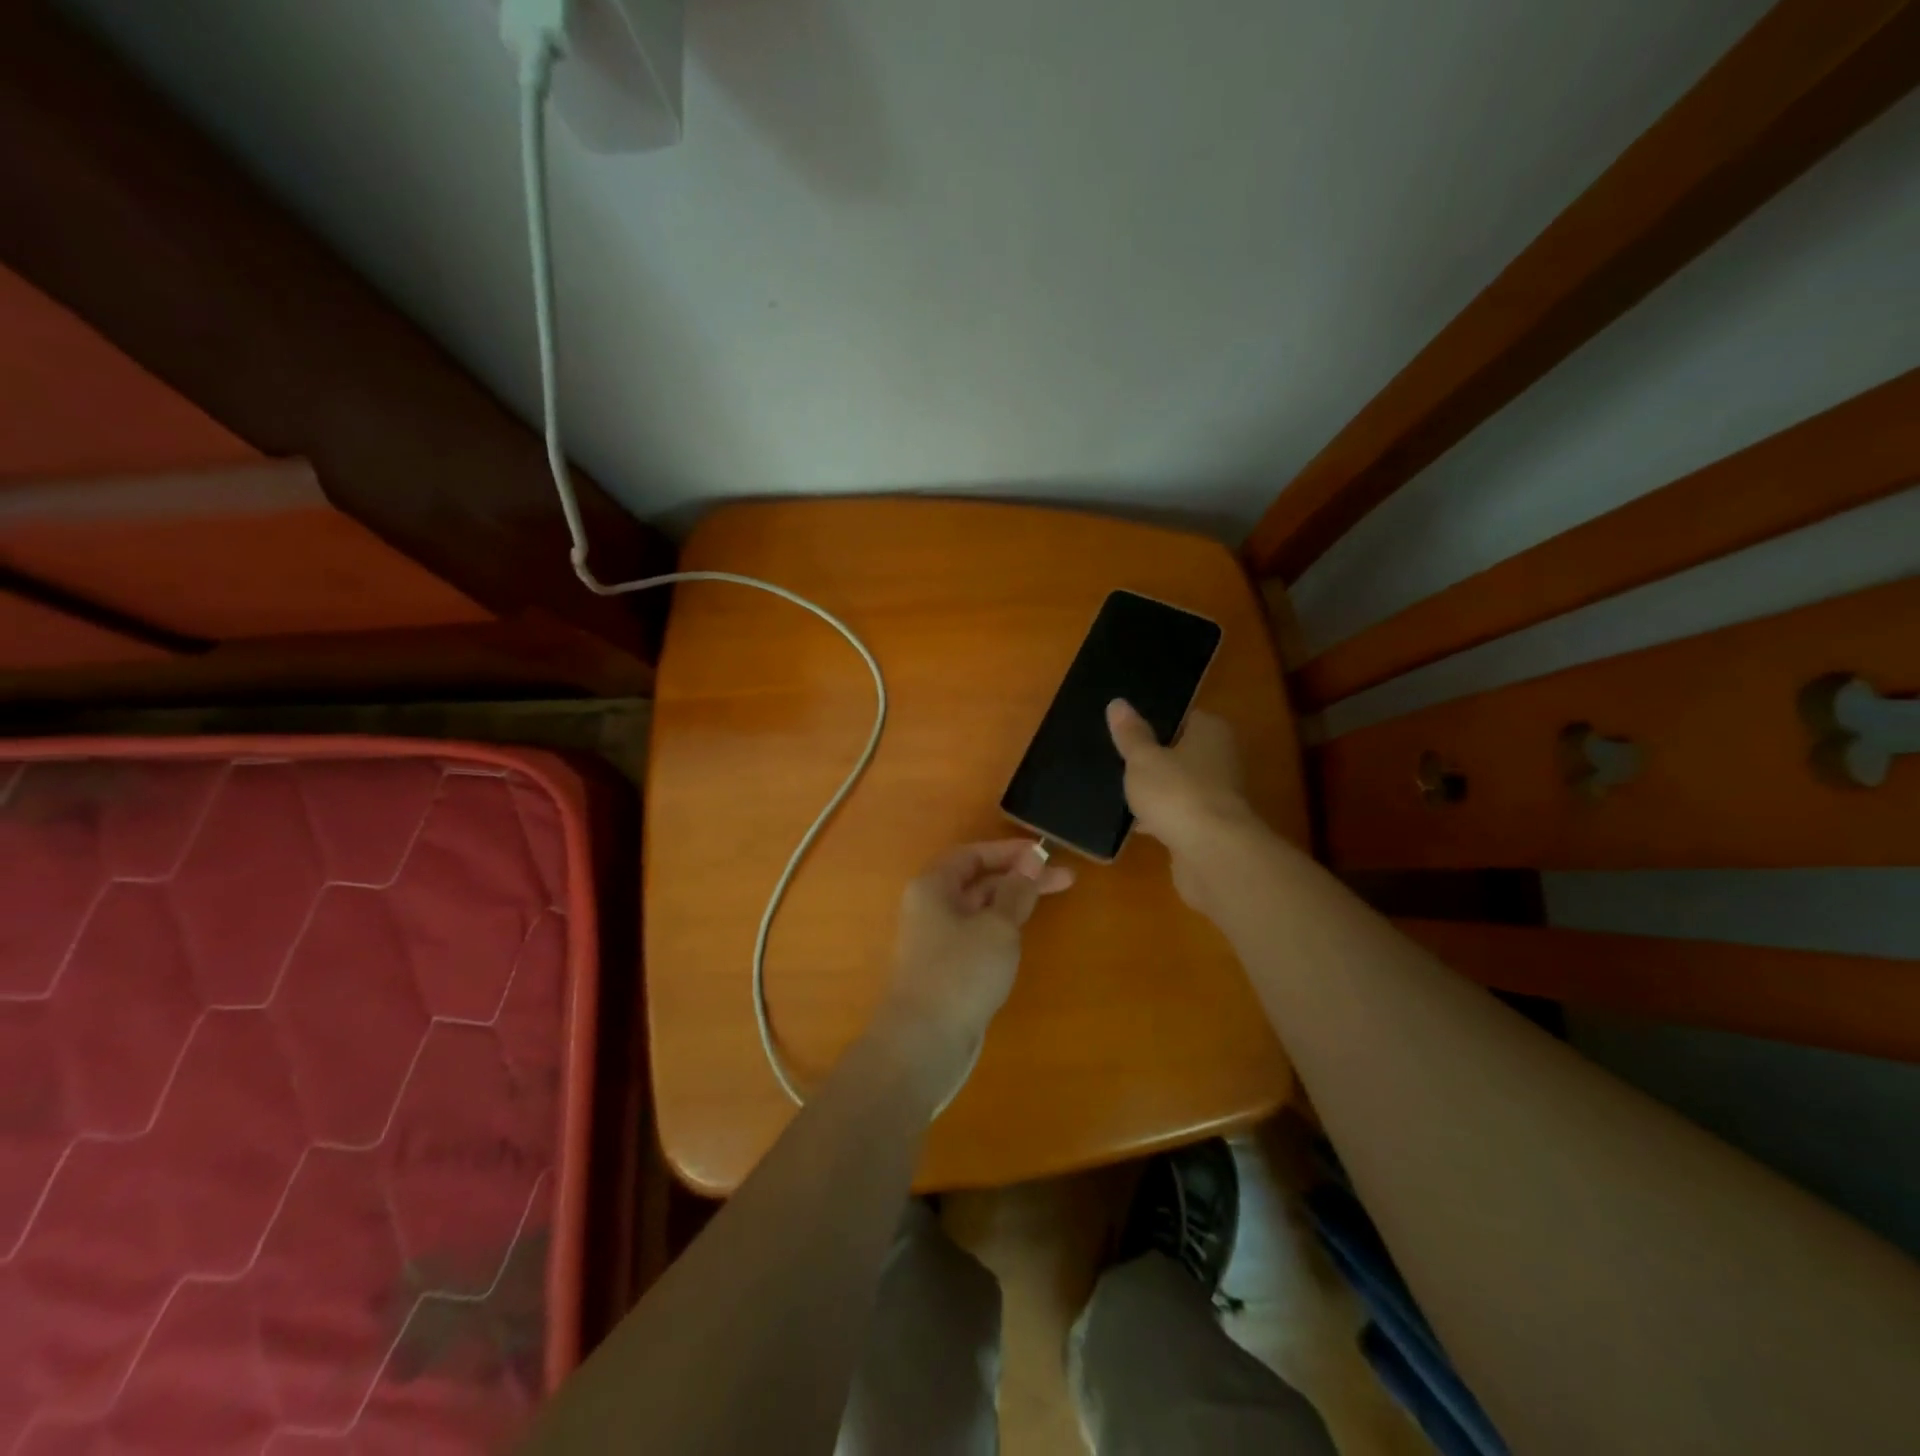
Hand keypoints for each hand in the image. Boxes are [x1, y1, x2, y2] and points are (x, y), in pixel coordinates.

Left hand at [882, 840, 1073, 1058]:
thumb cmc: (961, 973)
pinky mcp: (945, 968)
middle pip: (978, 880)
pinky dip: (1001, 927)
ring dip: (1012, 901)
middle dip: (1019, 876)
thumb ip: (1017, 891)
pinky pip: (977, 934)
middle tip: (1064, 878)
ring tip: (1049, 899)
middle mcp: (930, 907)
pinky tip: (1022, 934)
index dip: (1010, 851)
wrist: (923, 1043)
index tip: (1046, 854)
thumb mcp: (998, 927)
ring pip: (979, 908)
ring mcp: (936, 939)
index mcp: (933, 886)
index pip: (973, 854)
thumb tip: (1031, 859)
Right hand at [1107, 700, 1253, 905]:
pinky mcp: (1211, 828)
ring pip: (1180, 786)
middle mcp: (1222, 759)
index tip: (1127, 731)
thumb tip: (1117, 703)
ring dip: (1158, 791)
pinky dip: (1162, 818)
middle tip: (1119, 761)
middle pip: (1182, 753)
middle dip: (1155, 759)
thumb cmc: (1177, 793)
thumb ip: (1131, 734)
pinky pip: (1179, 814)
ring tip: (1121, 792)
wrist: (1213, 854)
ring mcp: (1219, 796)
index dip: (1156, 722)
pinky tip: (1136, 824)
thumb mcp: (1143, 759)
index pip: (1185, 717)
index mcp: (1211, 732)